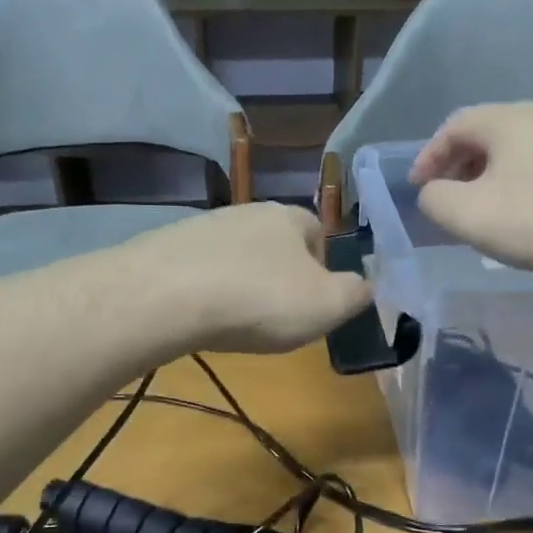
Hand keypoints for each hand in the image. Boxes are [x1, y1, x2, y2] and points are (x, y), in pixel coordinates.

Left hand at [127, 203, 371, 353]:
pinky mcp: (166, 248)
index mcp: (290, 217)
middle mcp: (246, 211)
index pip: (318, 233)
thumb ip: (356, 294)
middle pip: (275, 244)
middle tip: (277, 315)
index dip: (323, 267)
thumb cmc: (261, 300)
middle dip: (280, 276)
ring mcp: (202, 227)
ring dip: (241, 284)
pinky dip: (206, 292)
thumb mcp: (328, 305)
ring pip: (236, 257)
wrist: (168, 297)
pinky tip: (201, 318)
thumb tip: (366, 286)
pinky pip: (199, 271)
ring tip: (237, 321)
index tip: (315, 302)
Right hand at [408, 102, 532, 277]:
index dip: (428, 157)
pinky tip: (530, 216)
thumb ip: (436, 201)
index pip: (453, 127)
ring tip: (487, 212)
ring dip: (492, 178)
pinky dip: (523, 185)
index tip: (417, 188)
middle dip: (459, 167)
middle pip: (486, 135)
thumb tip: (433, 193)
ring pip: (518, 152)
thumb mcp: (472, 216)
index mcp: (506, 120)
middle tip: (449, 201)